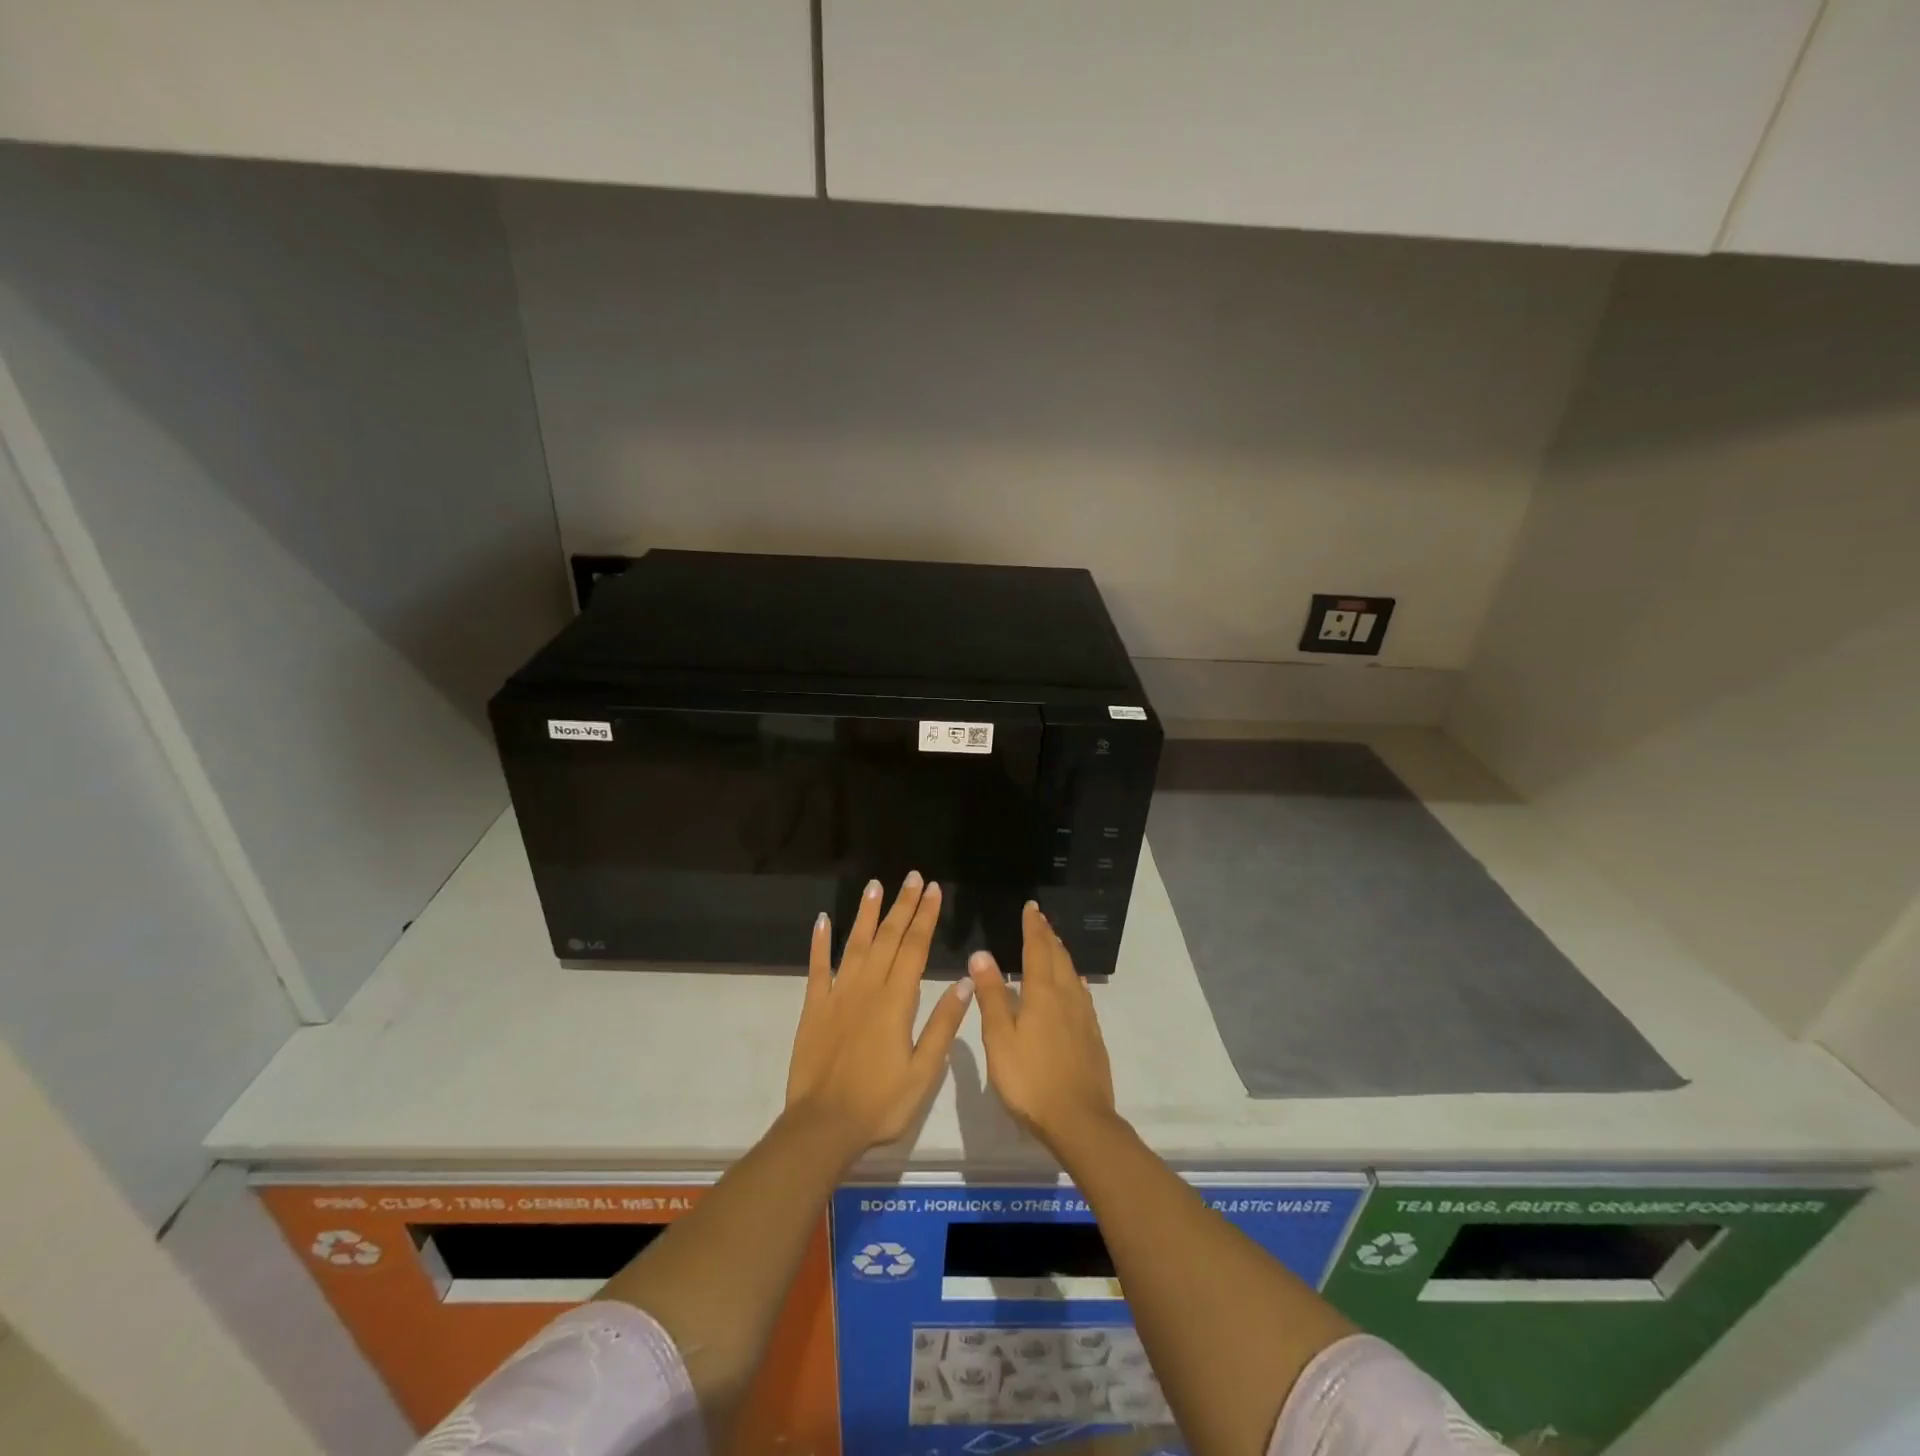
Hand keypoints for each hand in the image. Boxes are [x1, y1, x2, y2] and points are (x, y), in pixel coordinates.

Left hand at [785, 872, 973, 1151]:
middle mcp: (867, 988)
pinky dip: (819, 943)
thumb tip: (966, 981)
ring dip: (866, 913)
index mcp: (897, 1001)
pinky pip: (817, 968)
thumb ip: (943, 1024)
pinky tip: (822, 921)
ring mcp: (837, 995)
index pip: (915, 948)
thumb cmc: (881, 1103)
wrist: (823, 1126)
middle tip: (913, 877)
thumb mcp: (924, 1071)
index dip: (926, 917)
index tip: (934, 890)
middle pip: (888, 937)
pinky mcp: (813, 1007)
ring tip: (875, 885)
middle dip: (903, 905)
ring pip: (854, 944)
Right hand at [968, 902, 1117, 1150]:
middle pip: (1058, 957)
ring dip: (1061, 954)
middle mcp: (1067, 997)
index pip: (1038, 949)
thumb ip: (992, 995)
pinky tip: (1073, 986)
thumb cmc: (1030, 1079)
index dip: (1033, 927)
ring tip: (1054, 945)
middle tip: (1041, 920)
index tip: (1031, 907)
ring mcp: (1084, 1017)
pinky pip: (1082, 995)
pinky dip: (1073, 979)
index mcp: (1042, 993)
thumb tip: (982, 954)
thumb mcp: (1000, 1038)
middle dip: (1048, 936)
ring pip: (1072, 974)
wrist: (1079, 1120)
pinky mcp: (1092, 1036)